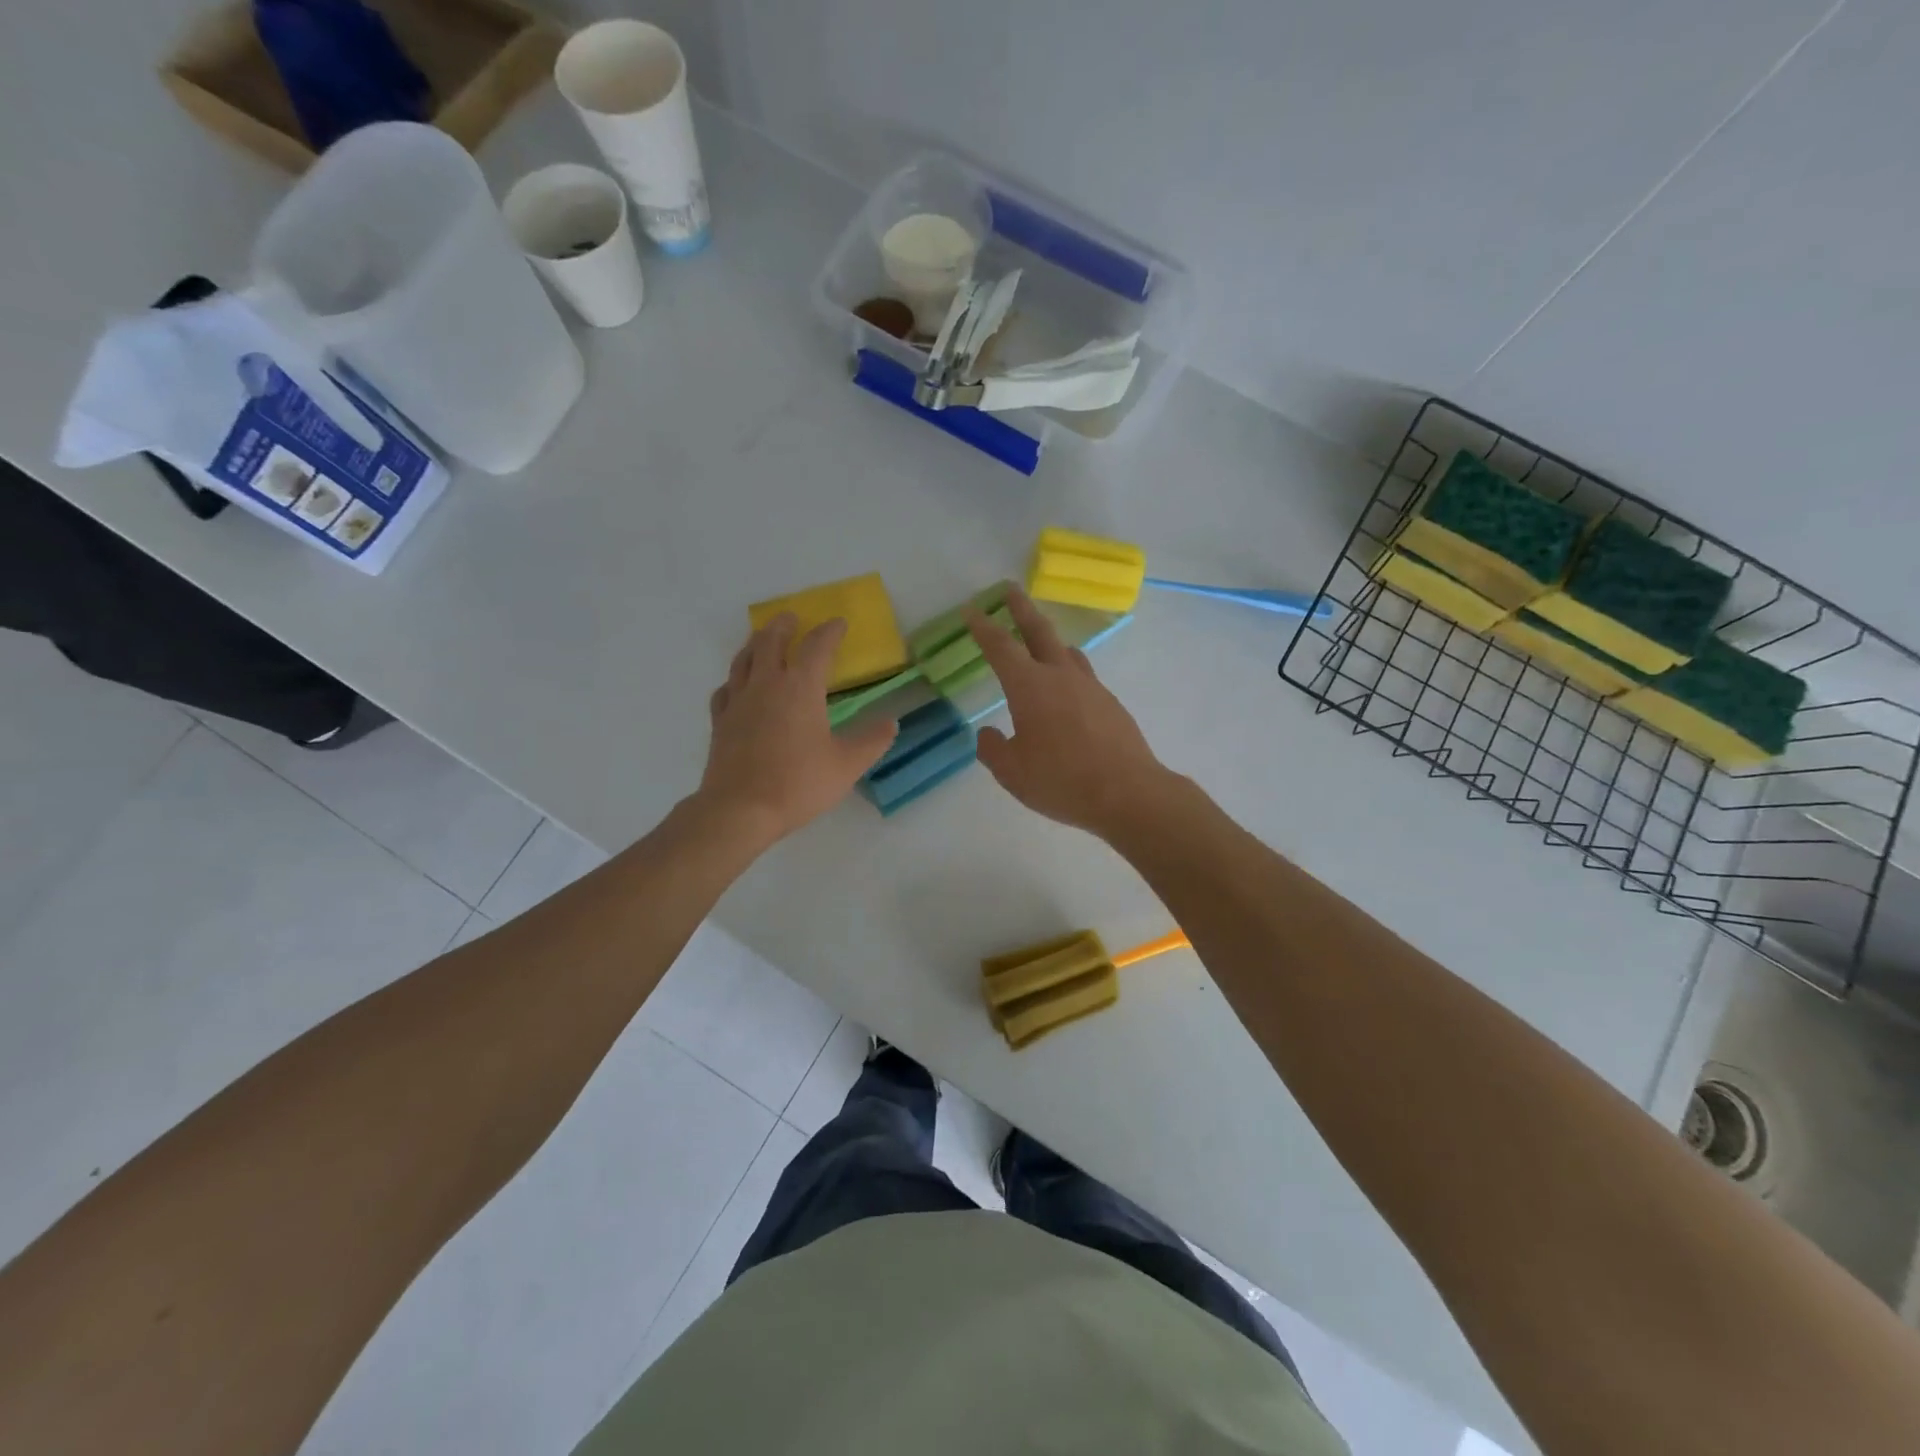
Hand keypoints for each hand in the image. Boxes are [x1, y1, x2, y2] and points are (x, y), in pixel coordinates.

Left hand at [698, 614, 896, 844]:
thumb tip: (892, 722)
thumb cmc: (798, 783)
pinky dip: (735, 679)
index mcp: (800, 688)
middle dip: (784, 625)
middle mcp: (766, 684)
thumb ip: (871, 740)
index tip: (838, 623)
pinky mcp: (720, 721)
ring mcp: (738, 701)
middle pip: (771, 641)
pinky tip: (737, 686)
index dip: (829, 631)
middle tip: (792, 617)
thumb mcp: (847, 765)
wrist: (740, 809)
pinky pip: (725, 689)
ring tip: (763, 640)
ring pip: (743, 659)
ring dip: (756, 643)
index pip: (817, 647)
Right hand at [965, 587, 1170, 838]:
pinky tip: (1068, 692)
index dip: (982, 626)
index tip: (971, 609)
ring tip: (1040, 640)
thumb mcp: (1012, 772)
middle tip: (1011, 589)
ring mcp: (1091, 687)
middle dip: (1021, 608)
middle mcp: (1061, 676)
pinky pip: (1084, 677)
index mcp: (1029, 686)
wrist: (1128, 793)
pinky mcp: (1111, 704)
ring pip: (1067, 651)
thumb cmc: (1061, 781)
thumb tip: (988, 733)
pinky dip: (1069, 672)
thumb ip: (993, 749)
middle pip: (1039, 631)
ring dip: (1049, 639)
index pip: (1000, 647)